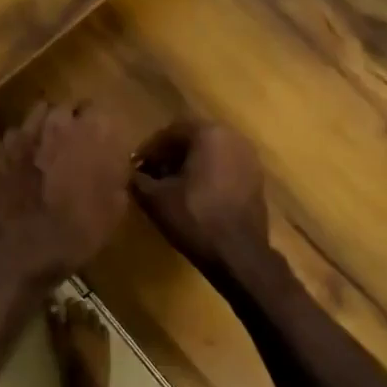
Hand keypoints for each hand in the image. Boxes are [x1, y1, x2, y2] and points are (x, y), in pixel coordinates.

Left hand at [0, 102, 128, 283]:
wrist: (25, 246)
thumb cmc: (78, 231)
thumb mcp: (114, 209)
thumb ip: (117, 176)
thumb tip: (117, 162)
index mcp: (94, 134)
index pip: (102, 111)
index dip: (102, 127)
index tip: (104, 141)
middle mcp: (61, 123)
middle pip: (70, 106)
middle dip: (75, 119)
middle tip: (78, 140)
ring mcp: (29, 132)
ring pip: (42, 110)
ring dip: (49, 121)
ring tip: (51, 142)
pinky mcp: (5, 147)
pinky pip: (18, 131)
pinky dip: (24, 139)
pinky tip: (27, 155)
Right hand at [130, 119, 270, 268]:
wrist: (239, 254)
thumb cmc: (195, 217)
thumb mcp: (154, 198)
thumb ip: (137, 178)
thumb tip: (130, 172)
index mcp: (208, 134)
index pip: (170, 132)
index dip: (149, 149)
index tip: (135, 167)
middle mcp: (232, 137)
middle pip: (192, 139)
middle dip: (169, 155)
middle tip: (151, 174)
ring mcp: (249, 158)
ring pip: (210, 153)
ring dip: (188, 165)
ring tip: (169, 186)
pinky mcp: (256, 178)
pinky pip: (224, 166)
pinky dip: (207, 174)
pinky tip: (193, 195)